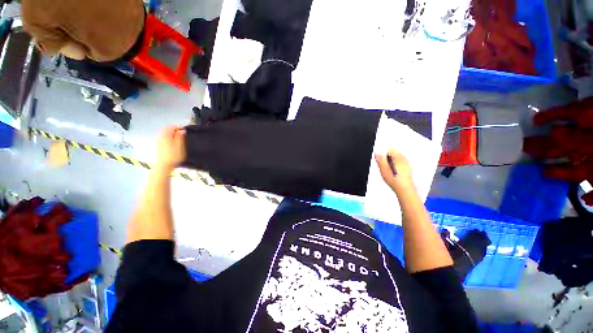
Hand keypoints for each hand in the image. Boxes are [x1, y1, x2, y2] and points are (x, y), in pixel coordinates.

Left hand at [155, 126, 185, 171]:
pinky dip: (169, 137)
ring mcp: (158, 141)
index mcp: (166, 135)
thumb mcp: (180, 146)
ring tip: (179, 137)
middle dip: (174, 129)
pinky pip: (164, 138)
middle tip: (182, 132)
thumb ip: (180, 137)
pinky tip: (174, 142)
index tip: (186, 129)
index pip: (172, 127)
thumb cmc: (174, 155)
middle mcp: (160, 136)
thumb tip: (182, 131)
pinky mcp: (159, 146)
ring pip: (165, 133)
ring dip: (172, 133)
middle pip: (166, 129)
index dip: (179, 127)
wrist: (164, 166)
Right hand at [374, 149, 414, 193]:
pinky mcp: (408, 169)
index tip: (379, 158)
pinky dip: (395, 166)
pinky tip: (392, 173)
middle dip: (387, 157)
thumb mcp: (383, 169)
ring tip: (387, 169)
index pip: (390, 149)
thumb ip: (380, 160)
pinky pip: (400, 164)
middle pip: (394, 153)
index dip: (383, 153)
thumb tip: (377, 154)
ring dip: (391, 162)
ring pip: (397, 159)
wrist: (404, 189)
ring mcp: (407, 164)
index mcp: (398, 157)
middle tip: (382, 165)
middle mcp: (404, 159)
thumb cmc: (396, 180)